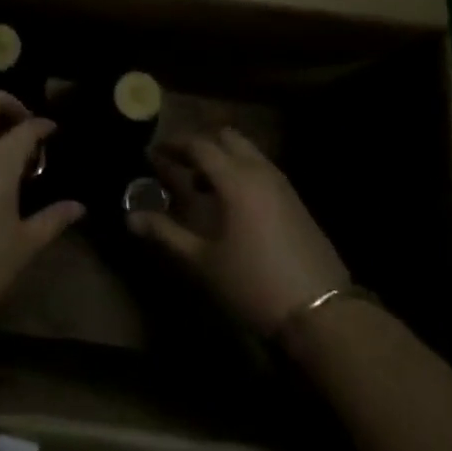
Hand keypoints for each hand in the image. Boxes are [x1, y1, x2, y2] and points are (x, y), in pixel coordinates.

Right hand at [128, 128, 349, 335]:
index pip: (199, 145)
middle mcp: (260, 171)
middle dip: (200, 145)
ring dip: (222, 158)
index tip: (152, 153)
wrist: (321, 312)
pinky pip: (261, 169)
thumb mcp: (203, 261)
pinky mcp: (295, 200)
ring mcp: (282, 184)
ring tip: (200, 186)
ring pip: (247, 152)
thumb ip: (165, 233)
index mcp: (235, 179)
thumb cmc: (253, 283)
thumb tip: (130, 218)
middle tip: (177, 165)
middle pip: (226, 138)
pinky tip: (229, 204)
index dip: (173, 145)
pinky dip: (240, 171)